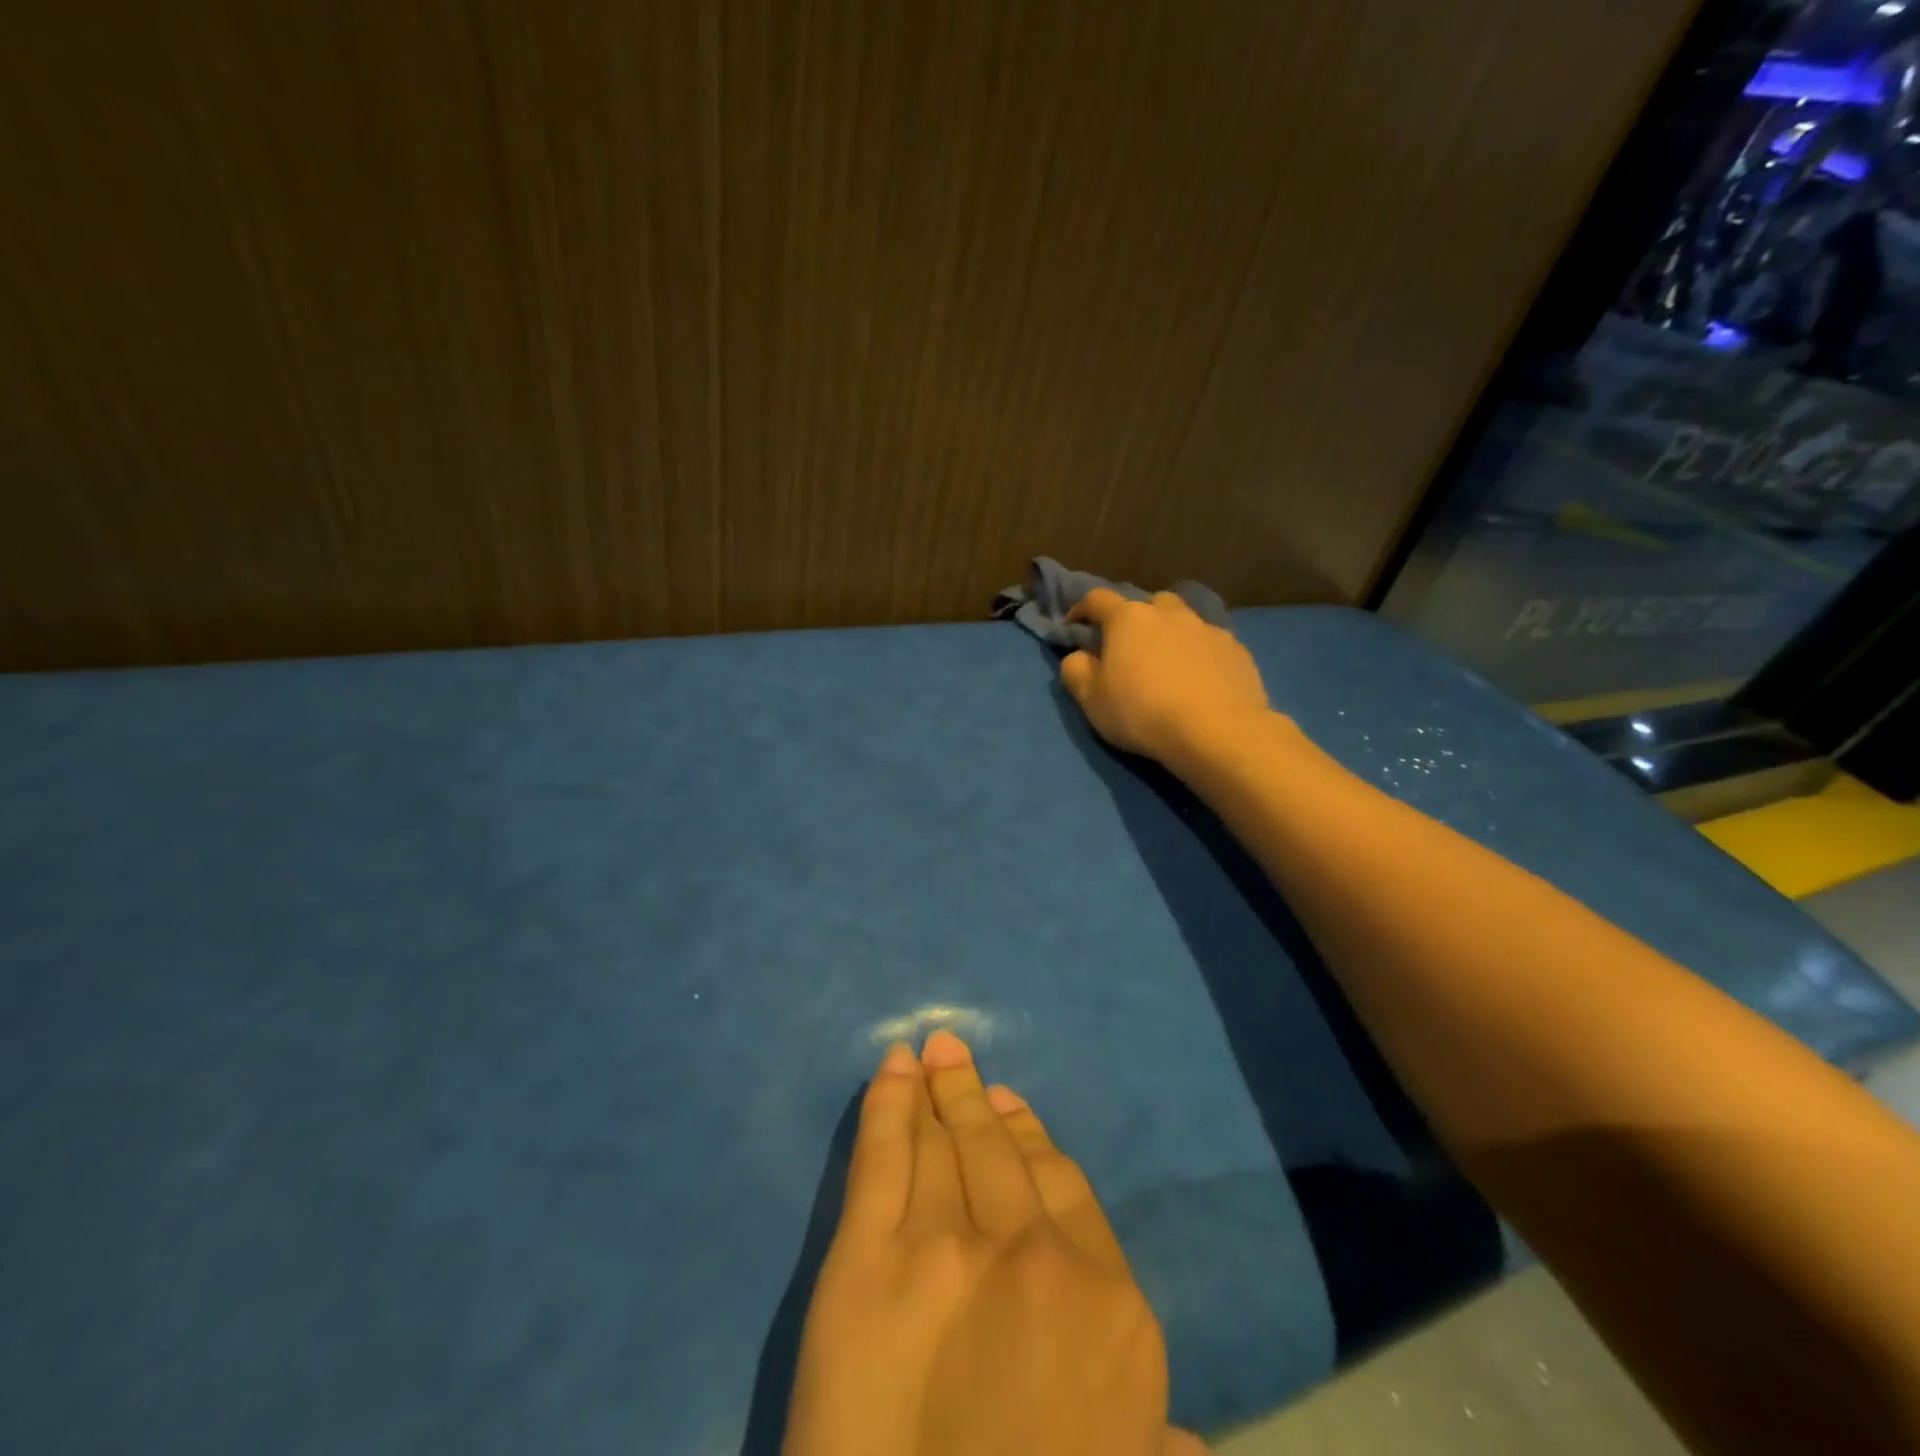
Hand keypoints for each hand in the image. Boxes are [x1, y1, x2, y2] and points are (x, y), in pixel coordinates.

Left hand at [784, 1031, 1204, 1455]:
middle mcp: (1034, 1253)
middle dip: (977, 1099)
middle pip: (1002, 1153)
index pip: (1066, 1188)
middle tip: (957, 1056)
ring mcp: (948, 1245)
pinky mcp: (868, 1258)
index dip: (1036, 1140)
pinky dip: (885, 1104)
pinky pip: (882, 1157)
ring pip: (945, 1144)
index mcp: (1109, 1302)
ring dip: (936, 1091)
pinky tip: (889, 1068)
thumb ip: (1156, 1441)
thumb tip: (1184, 1440)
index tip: (1015, 1109)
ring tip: (929, 1055)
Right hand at [1060, 588, 1272, 769]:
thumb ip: (1076, 671)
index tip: (1074, 627)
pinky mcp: (1235, 649)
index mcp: (1127, 619)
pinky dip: (1199, 654)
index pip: (1097, 599)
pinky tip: (1200, 680)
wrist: (1217, 731)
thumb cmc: (1142, 713)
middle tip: (1128, 650)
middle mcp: (1168, 613)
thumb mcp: (1091, 700)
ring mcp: (1206, 628)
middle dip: (1134, 621)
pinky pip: (1209, 643)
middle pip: (1146, 604)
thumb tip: (1078, 655)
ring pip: (1182, 620)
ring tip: (1167, 663)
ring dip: (1169, 634)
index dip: (1081, 610)